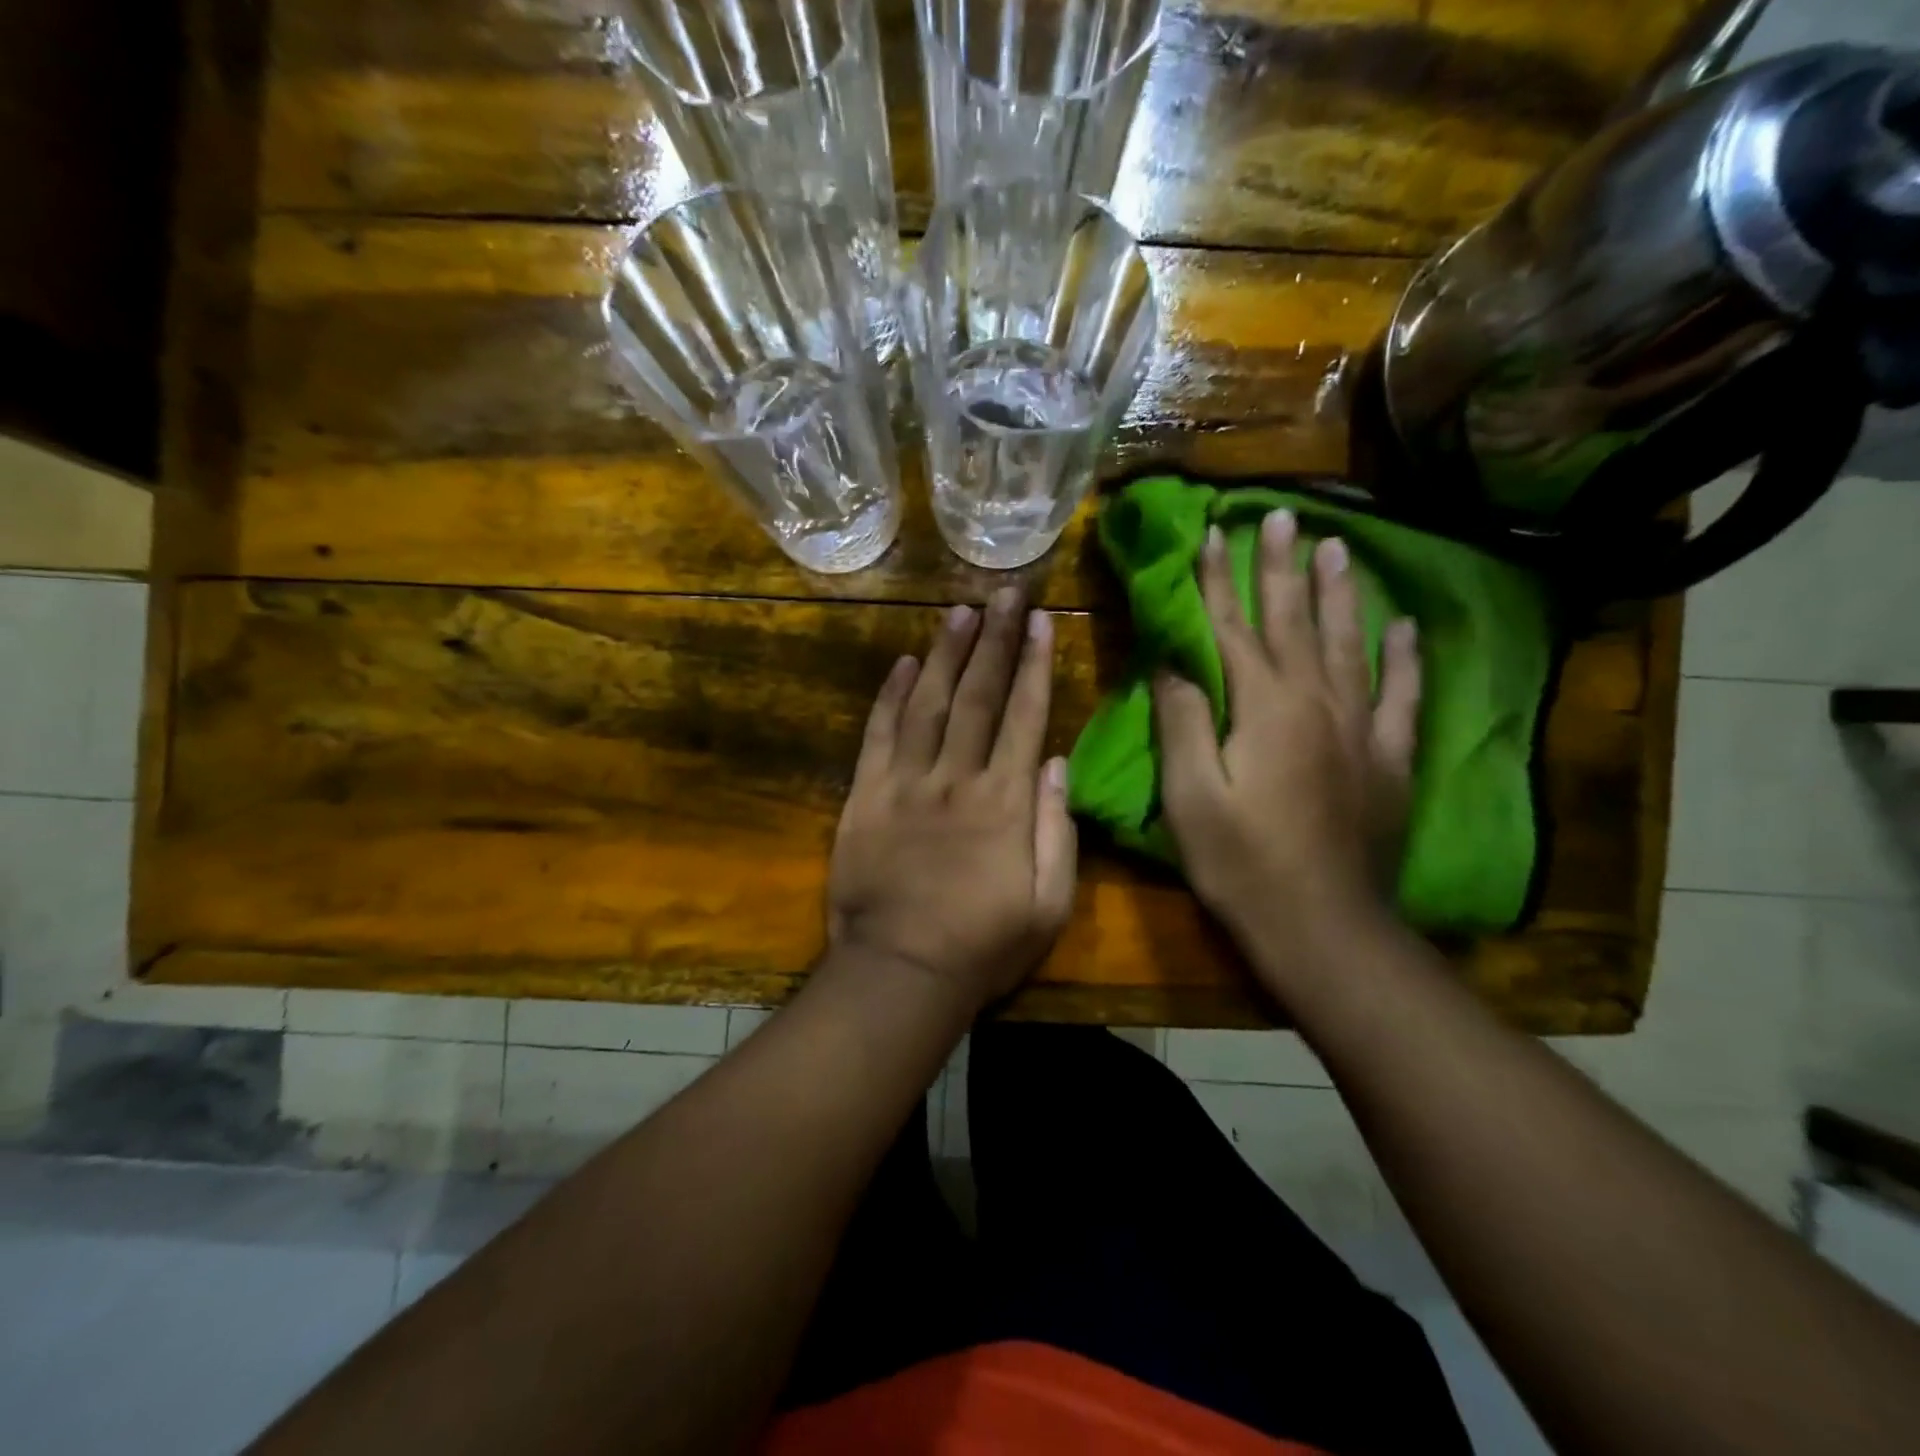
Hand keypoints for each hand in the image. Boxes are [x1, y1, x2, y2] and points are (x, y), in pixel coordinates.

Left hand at [828, 587, 1077, 1009]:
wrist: (900, 973)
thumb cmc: (983, 946)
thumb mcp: (1048, 905)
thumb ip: (1058, 830)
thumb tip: (1057, 764)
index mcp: (1006, 802)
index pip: (1025, 715)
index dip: (1035, 664)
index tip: (1042, 621)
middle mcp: (957, 778)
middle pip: (979, 695)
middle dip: (995, 640)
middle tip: (1005, 593)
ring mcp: (906, 783)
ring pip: (930, 703)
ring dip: (946, 654)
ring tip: (960, 610)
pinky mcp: (865, 797)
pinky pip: (879, 735)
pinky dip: (891, 696)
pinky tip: (904, 664)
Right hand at [1153, 511, 1421, 980]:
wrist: (1323, 927)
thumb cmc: (1241, 864)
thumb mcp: (1190, 796)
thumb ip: (1183, 722)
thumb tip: (1172, 663)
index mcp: (1264, 708)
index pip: (1233, 628)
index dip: (1219, 580)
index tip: (1212, 533)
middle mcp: (1317, 702)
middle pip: (1294, 621)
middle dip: (1282, 567)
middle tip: (1282, 514)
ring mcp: (1360, 729)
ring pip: (1349, 644)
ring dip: (1339, 593)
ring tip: (1338, 546)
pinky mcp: (1388, 760)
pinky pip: (1399, 696)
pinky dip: (1402, 658)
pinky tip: (1403, 627)